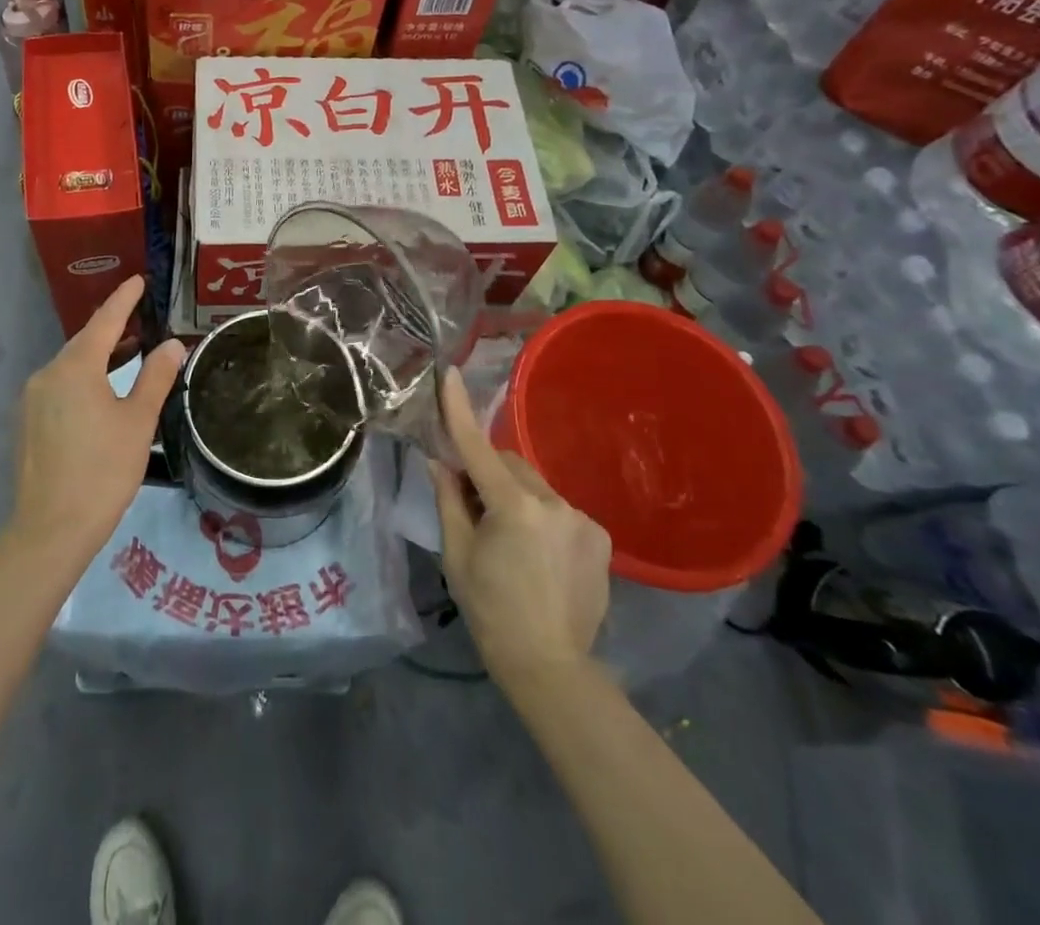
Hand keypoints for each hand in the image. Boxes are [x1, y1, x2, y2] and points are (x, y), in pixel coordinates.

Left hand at [11, 277, 185, 559]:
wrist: (51, 529)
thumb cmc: (103, 470)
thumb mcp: (139, 421)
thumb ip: (155, 377)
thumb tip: (171, 345)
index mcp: (75, 368)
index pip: (104, 321)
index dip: (124, 299)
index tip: (139, 280)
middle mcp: (47, 374)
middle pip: (84, 342)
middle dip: (112, 329)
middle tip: (141, 319)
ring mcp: (31, 399)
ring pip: (70, 366)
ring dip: (99, 357)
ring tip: (129, 354)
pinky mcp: (26, 423)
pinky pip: (59, 387)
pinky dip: (83, 379)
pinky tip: (101, 393)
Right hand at [429, 370, 611, 701]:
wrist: (550, 666)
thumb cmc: (491, 610)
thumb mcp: (457, 555)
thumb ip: (449, 500)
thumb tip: (439, 460)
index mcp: (513, 507)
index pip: (478, 447)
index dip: (460, 410)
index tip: (451, 373)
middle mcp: (553, 502)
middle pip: (509, 464)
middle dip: (487, 474)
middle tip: (471, 507)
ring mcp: (582, 519)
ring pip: (535, 485)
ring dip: (516, 495)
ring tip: (510, 540)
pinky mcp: (600, 536)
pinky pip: (559, 508)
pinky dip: (542, 515)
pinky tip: (539, 553)